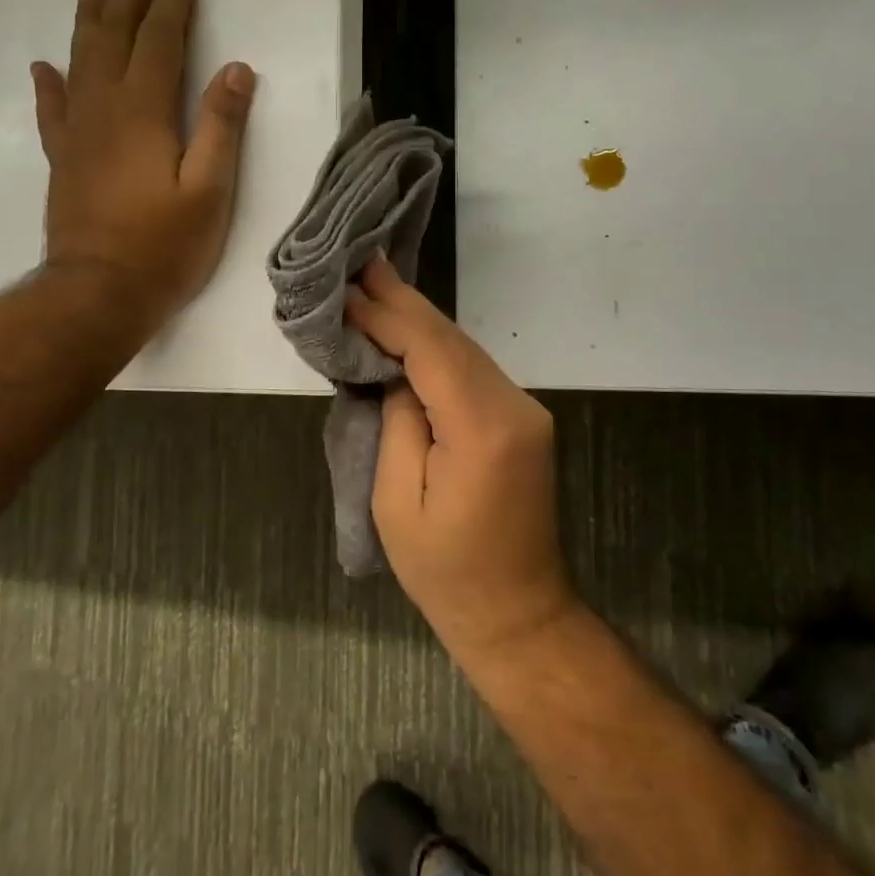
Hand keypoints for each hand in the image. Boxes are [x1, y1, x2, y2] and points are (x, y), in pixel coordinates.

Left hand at [32, 0, 255, 332]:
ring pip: (80, 62)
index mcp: (145, 112)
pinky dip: (50, 83)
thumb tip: (236, 69)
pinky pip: (53, 109)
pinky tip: (45, 66)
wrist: (98, 294)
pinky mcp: (64, 160)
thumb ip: (222, 127)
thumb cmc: (164, 246)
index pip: (160, 42)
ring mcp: (78, 134)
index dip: (173, 3)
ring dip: (89, 21)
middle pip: (116, 38)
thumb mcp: (210, 190)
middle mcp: (105, 109)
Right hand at [346, 257, 580, 661]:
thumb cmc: (446, 571)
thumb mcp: (397, 502)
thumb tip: (396, 374)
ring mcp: (526, 412)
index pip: (432, 351)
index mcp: (484, 430)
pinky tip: (410, 331)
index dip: (388, 317)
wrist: (518, 613)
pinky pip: (474, 371)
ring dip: (420, 321)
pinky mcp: (523, 420)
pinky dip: (438, 348)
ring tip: (378, 286)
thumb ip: (398, 423)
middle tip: (364, 262)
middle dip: (405, 302)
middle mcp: (516, 408)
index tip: (349, 291)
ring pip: (466, 350)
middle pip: (453, 340)